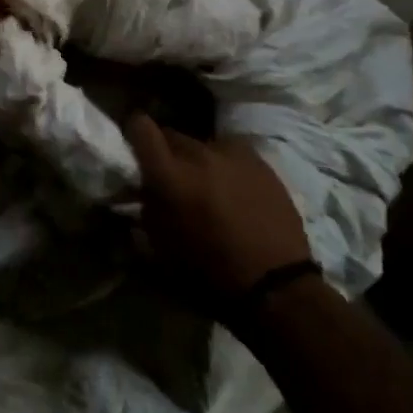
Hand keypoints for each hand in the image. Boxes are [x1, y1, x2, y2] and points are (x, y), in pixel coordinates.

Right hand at [127, 115, 311, 311]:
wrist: (278, 286)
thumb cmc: (211, 274)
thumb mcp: (160, 250)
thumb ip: (144, 212)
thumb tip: (137, 194)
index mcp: (169, 175)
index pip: (140, 126)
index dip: (134, 134)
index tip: (135, 151)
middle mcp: (199, 153)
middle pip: (172, 135)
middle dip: (166, 154)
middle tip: (171, 179)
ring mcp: (233, 153)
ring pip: (202, 145)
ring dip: (197, 161)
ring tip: (206, 186)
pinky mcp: (260, 161)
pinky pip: (231, 153)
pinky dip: (225, 165)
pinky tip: (234, 190)